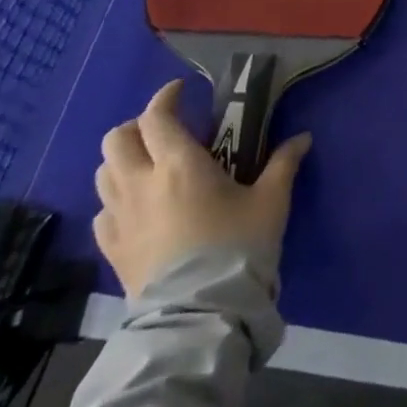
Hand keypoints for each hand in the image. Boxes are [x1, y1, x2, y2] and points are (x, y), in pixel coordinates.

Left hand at [93, 79, 312, 299]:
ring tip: (150, 164)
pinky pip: (103, 211)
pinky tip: (138, 206)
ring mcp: (120, 219)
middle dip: (138, 126)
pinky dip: (115, 198)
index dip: (166, 97)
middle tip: (166, 128)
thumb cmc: (237, 247)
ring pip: (103, 172)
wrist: (199, 315)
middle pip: (116, 139)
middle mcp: (141, 184)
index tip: (182, 91)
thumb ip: (284, 163)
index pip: (156, 117)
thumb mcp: (271, 201)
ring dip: (123, 159)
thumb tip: (303, 138)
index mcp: (178, 164)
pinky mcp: (112, 250)